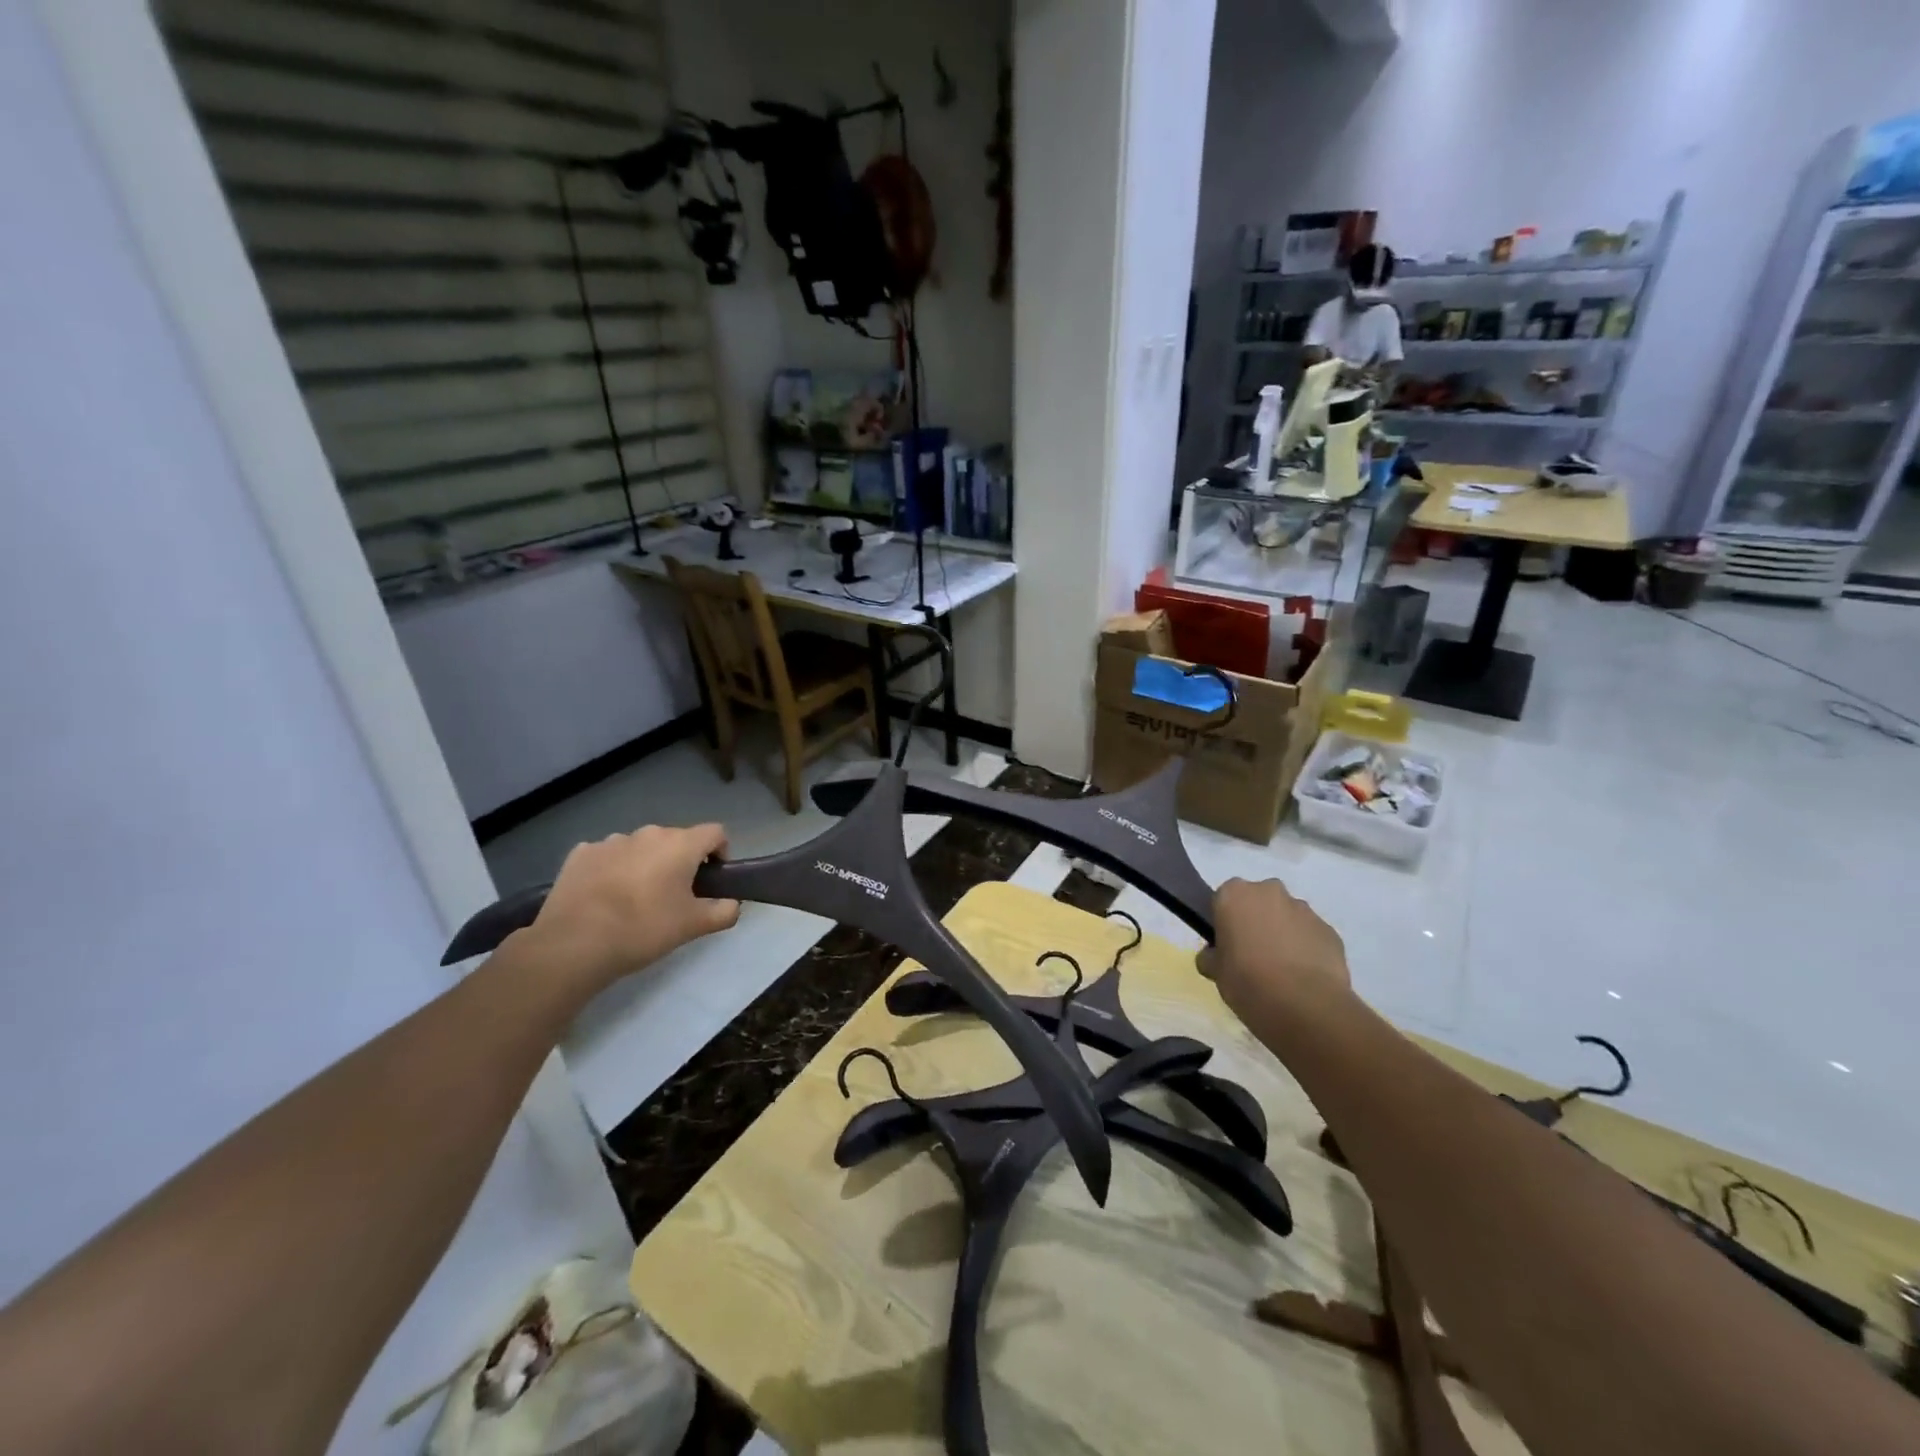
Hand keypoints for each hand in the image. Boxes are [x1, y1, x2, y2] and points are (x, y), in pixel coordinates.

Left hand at [515, 823, 740, 994]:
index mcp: (680, 844)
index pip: (715, 833)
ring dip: (646, 864)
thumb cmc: (644, 929)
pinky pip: (608, 856)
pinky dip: (613, 870)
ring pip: (641, 848)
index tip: (711, 880)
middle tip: (674, 896)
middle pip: (676, 840)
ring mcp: (611, 841)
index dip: (720, 853)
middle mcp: (648, 833)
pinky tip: (605, 897)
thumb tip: (732, 903)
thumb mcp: (695, 926)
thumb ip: (724, 911)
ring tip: (635, 900)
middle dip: (680, 862)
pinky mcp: (581, 854)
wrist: (575, 943)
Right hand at [1201, 877, 1350, 1025]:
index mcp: (1234, 894)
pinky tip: (1303, 978)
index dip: (1224, 921)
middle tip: (1252, 956)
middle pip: (1258, 901)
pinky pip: (1311, 936)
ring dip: (1283, 934)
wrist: (1305, 1006)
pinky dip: (1306, 950)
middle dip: (1256, 921)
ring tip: (1282, 972)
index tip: (1227, 944)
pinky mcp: (1330, 931)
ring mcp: (1304, 910)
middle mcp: (1270, 892)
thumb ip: (1212, 956)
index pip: (1223, 899)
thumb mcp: (1215, 971)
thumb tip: (1215, 955)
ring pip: (1287, 917)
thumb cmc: (1247, 981)